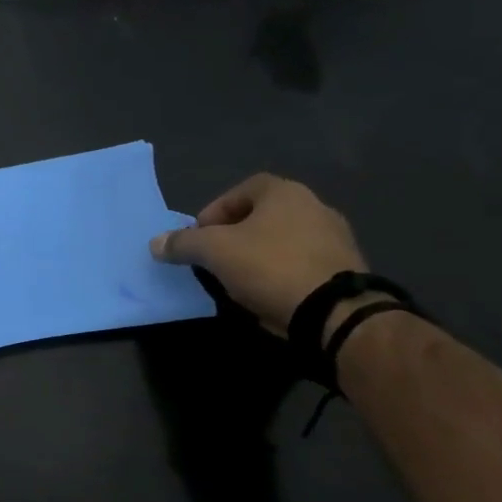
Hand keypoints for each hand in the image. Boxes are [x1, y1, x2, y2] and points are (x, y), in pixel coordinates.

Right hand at [151, 173, 365, 336]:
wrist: (335, 312)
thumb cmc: (270, 267)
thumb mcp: (215, 252)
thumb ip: (183, 243)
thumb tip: (156, 243)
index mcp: (285, 193)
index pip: (241, 189)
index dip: (215, 210)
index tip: (200, 237)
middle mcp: (315, 206)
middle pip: (262, 215)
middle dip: (234, 235)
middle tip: (214, 258)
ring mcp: (335, 238)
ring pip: (282, 241)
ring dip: (258, 256)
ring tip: (238, 280)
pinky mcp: (345, 270)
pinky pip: (301, 264)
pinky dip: (281, 274)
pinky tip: (267, 294)